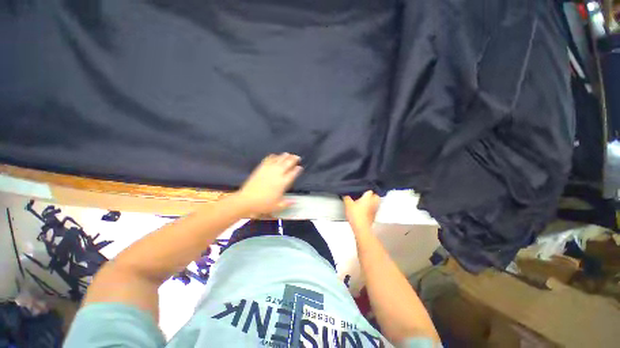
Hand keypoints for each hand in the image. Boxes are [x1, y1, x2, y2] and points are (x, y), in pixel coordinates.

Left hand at [236, 153, 302, 214]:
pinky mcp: (261, 168)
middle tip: (297, 157)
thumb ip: (287, 203)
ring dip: (284, 156)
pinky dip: (272, 157)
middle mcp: (277, 174)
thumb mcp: (277, 206)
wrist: (247, 200)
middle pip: (287, 163)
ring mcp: (268, 170)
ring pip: (278, 160)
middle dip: (293, 159)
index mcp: (283, 183)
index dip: (297, 169)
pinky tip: (275, 155)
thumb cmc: (263, 204)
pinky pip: (268, 160)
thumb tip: (295, 201)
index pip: (293, 173)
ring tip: (288, 154)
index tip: (300, 167)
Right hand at [344, 191, 380, 231]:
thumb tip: (345, 194)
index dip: (365, 188)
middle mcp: (373, 202)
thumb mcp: (348, 204)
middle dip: (371, 194)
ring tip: (364, 201)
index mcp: (368, 197)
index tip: (361, 189)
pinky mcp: (374, 215)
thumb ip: (346, 197)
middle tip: (364, 194)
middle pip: (376, 195)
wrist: (361, 228)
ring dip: (371, 201)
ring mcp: (375, 209)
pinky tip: (364, 209)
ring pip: (375, 202)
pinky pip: (373, 209)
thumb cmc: (356, 215)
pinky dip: (370, 207)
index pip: (370, 190)